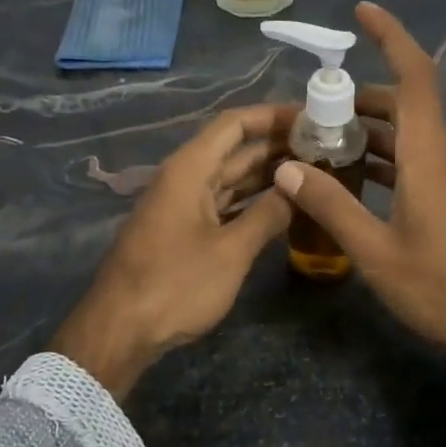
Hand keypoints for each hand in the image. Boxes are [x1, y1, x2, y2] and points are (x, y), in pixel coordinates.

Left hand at [51, 104, 296, 400]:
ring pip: (231, 177)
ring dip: (268, 174)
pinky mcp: (184, 231)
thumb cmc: (175, 285)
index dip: (272, 115)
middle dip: (277, 145)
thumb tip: (299, 186)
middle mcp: (185, 178)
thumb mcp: (231, 251)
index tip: (311, 117)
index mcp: (190, 169)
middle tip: (325, 147)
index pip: (235, 124)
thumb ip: (268, 215)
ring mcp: (183, 205)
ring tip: (314, 172)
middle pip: (235, 149)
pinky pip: (224, 203)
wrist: (120, 331)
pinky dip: (252, 201)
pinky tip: (283, 206)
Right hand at [272, 3, 445, 400]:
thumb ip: (332, 206)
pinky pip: (419, 160)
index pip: (415, 76)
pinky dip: (387, 158)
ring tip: (324, 146)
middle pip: (406, 104)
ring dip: (371, 131)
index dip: (391, 37)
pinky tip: (358, 182)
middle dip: (359, 98)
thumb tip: (287, 168)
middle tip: (313, 114)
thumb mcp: (378, 253)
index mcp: (429, 155)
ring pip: (411, 134)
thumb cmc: (445, 289)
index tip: (363, 12)